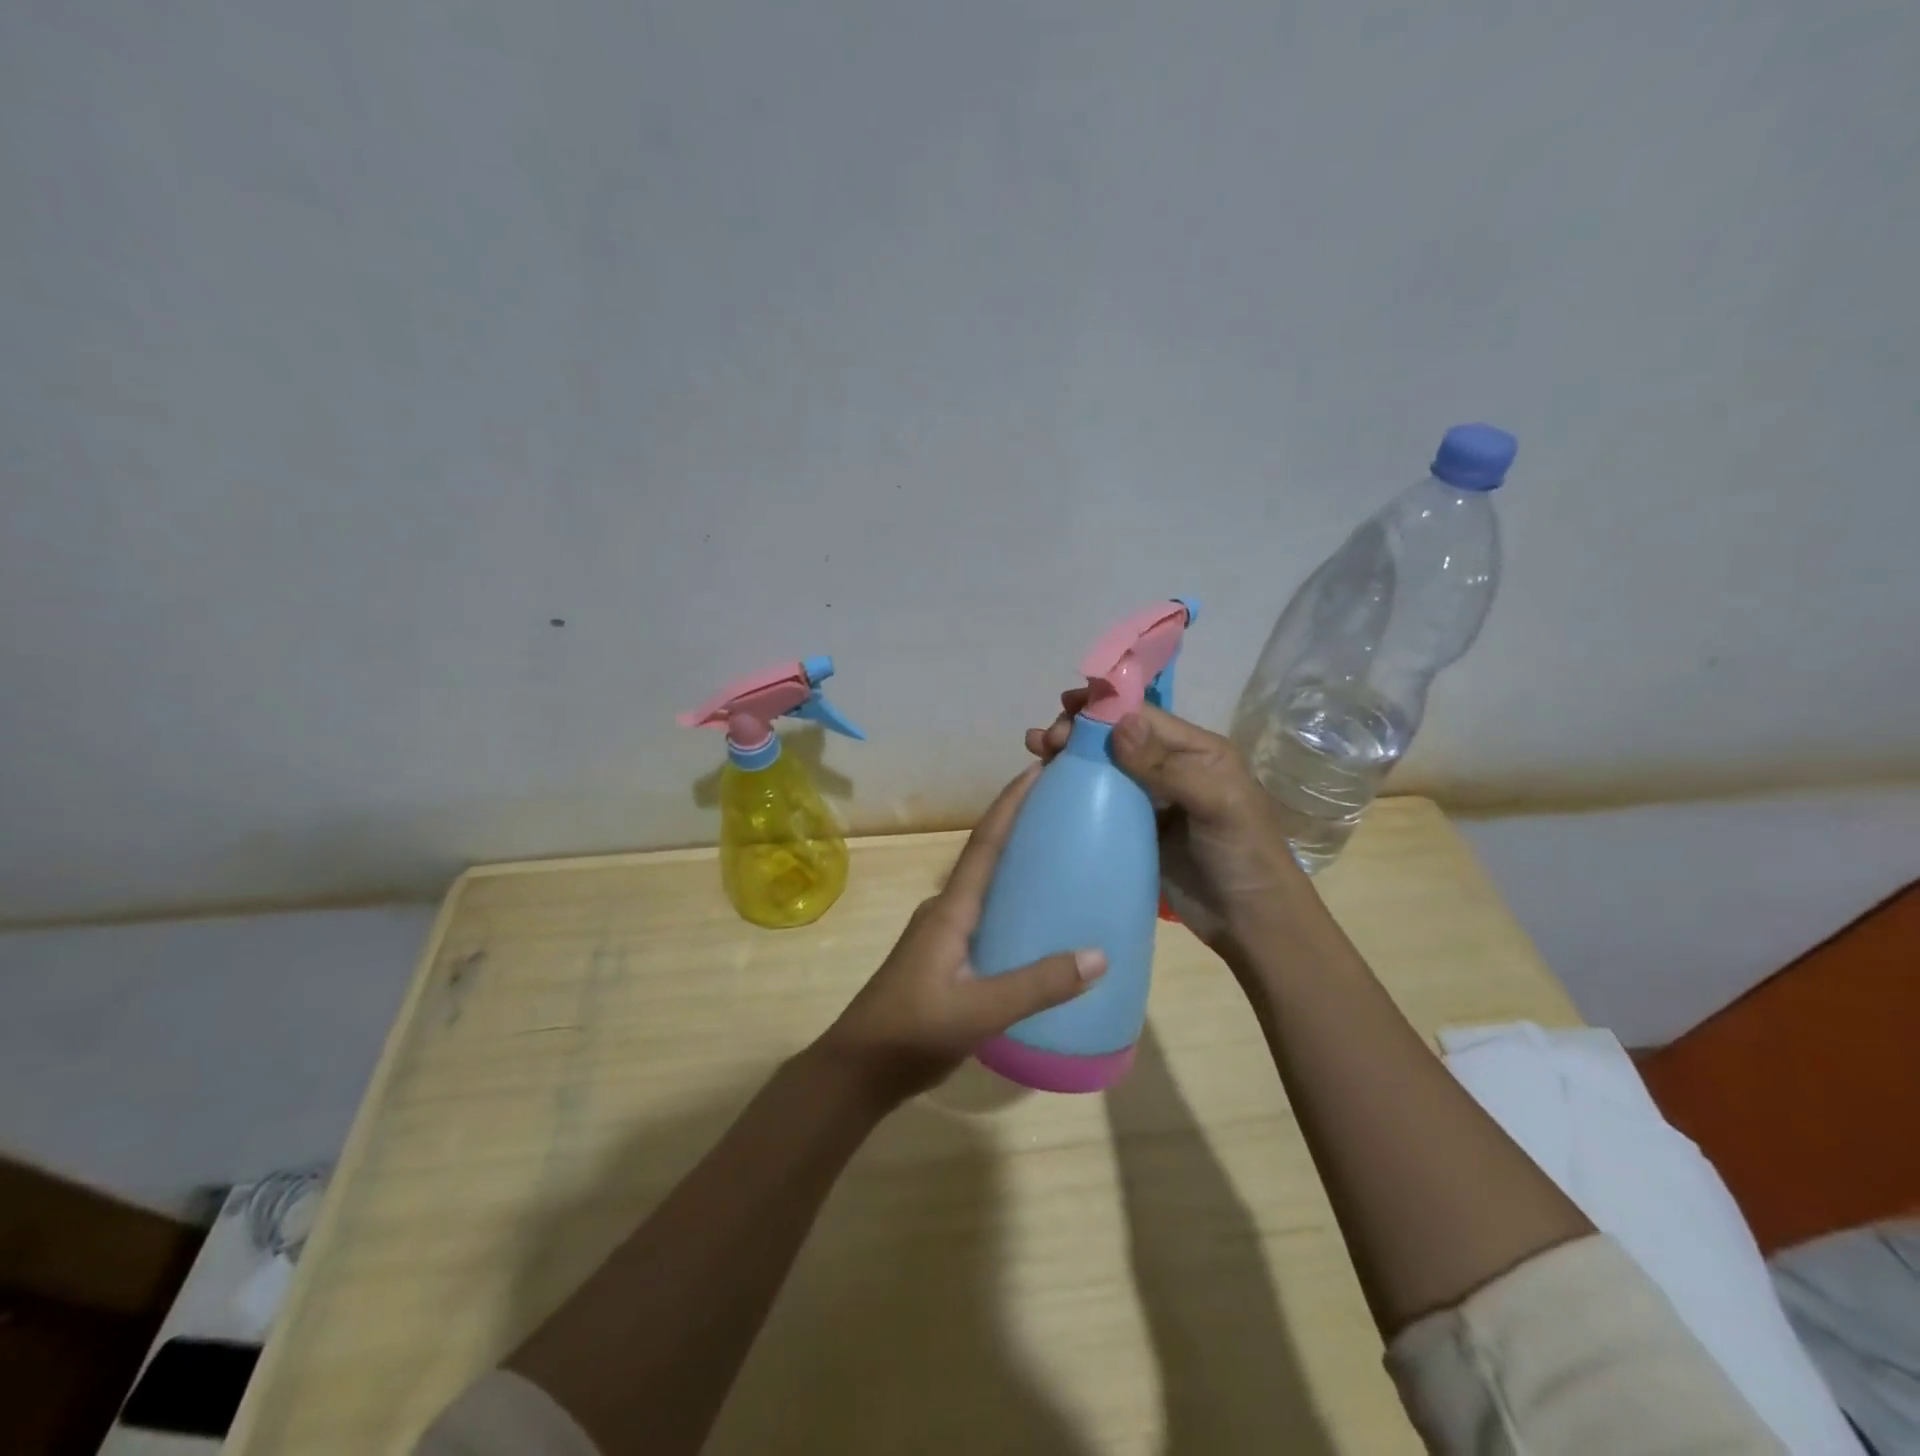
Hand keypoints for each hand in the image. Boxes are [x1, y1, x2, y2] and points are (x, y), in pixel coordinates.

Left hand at [818, 765, 1107, 1102]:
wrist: (858, 1070)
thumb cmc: (912, 1031)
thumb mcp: (980, 1011)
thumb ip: (1037, 985)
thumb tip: (1099, 955)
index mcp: (951, 910)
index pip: (985, 843)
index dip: (1009, 804)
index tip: (1037, 770)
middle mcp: (946, 911)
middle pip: (987, 857)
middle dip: (1020, 828)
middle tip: (1064, 811)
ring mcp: (942, 935)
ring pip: (986, 889)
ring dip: (1016, 867)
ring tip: (1061, 861)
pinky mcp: (945, 959)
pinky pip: (985, 917)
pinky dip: (1012, 905)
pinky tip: (1038, 925)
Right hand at [1025, 691, 1314, 963]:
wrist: (1250, 922)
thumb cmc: (1243, 854)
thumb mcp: (1216, 803)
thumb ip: (1167, 765)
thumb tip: (1118, 724)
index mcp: (1196, 750)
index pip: (1142, 717)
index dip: (1102, 709)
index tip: (1063, 708)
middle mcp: (1170, 768)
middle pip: (1116, 738)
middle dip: (1079, 731)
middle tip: (1045, 741)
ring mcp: (1150, 801)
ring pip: (1103, 767)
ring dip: (1070, 756)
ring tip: (1034, 752)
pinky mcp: (1134, 831)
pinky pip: (1100, 802)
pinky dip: (1074, 790)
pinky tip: (1047, 788)